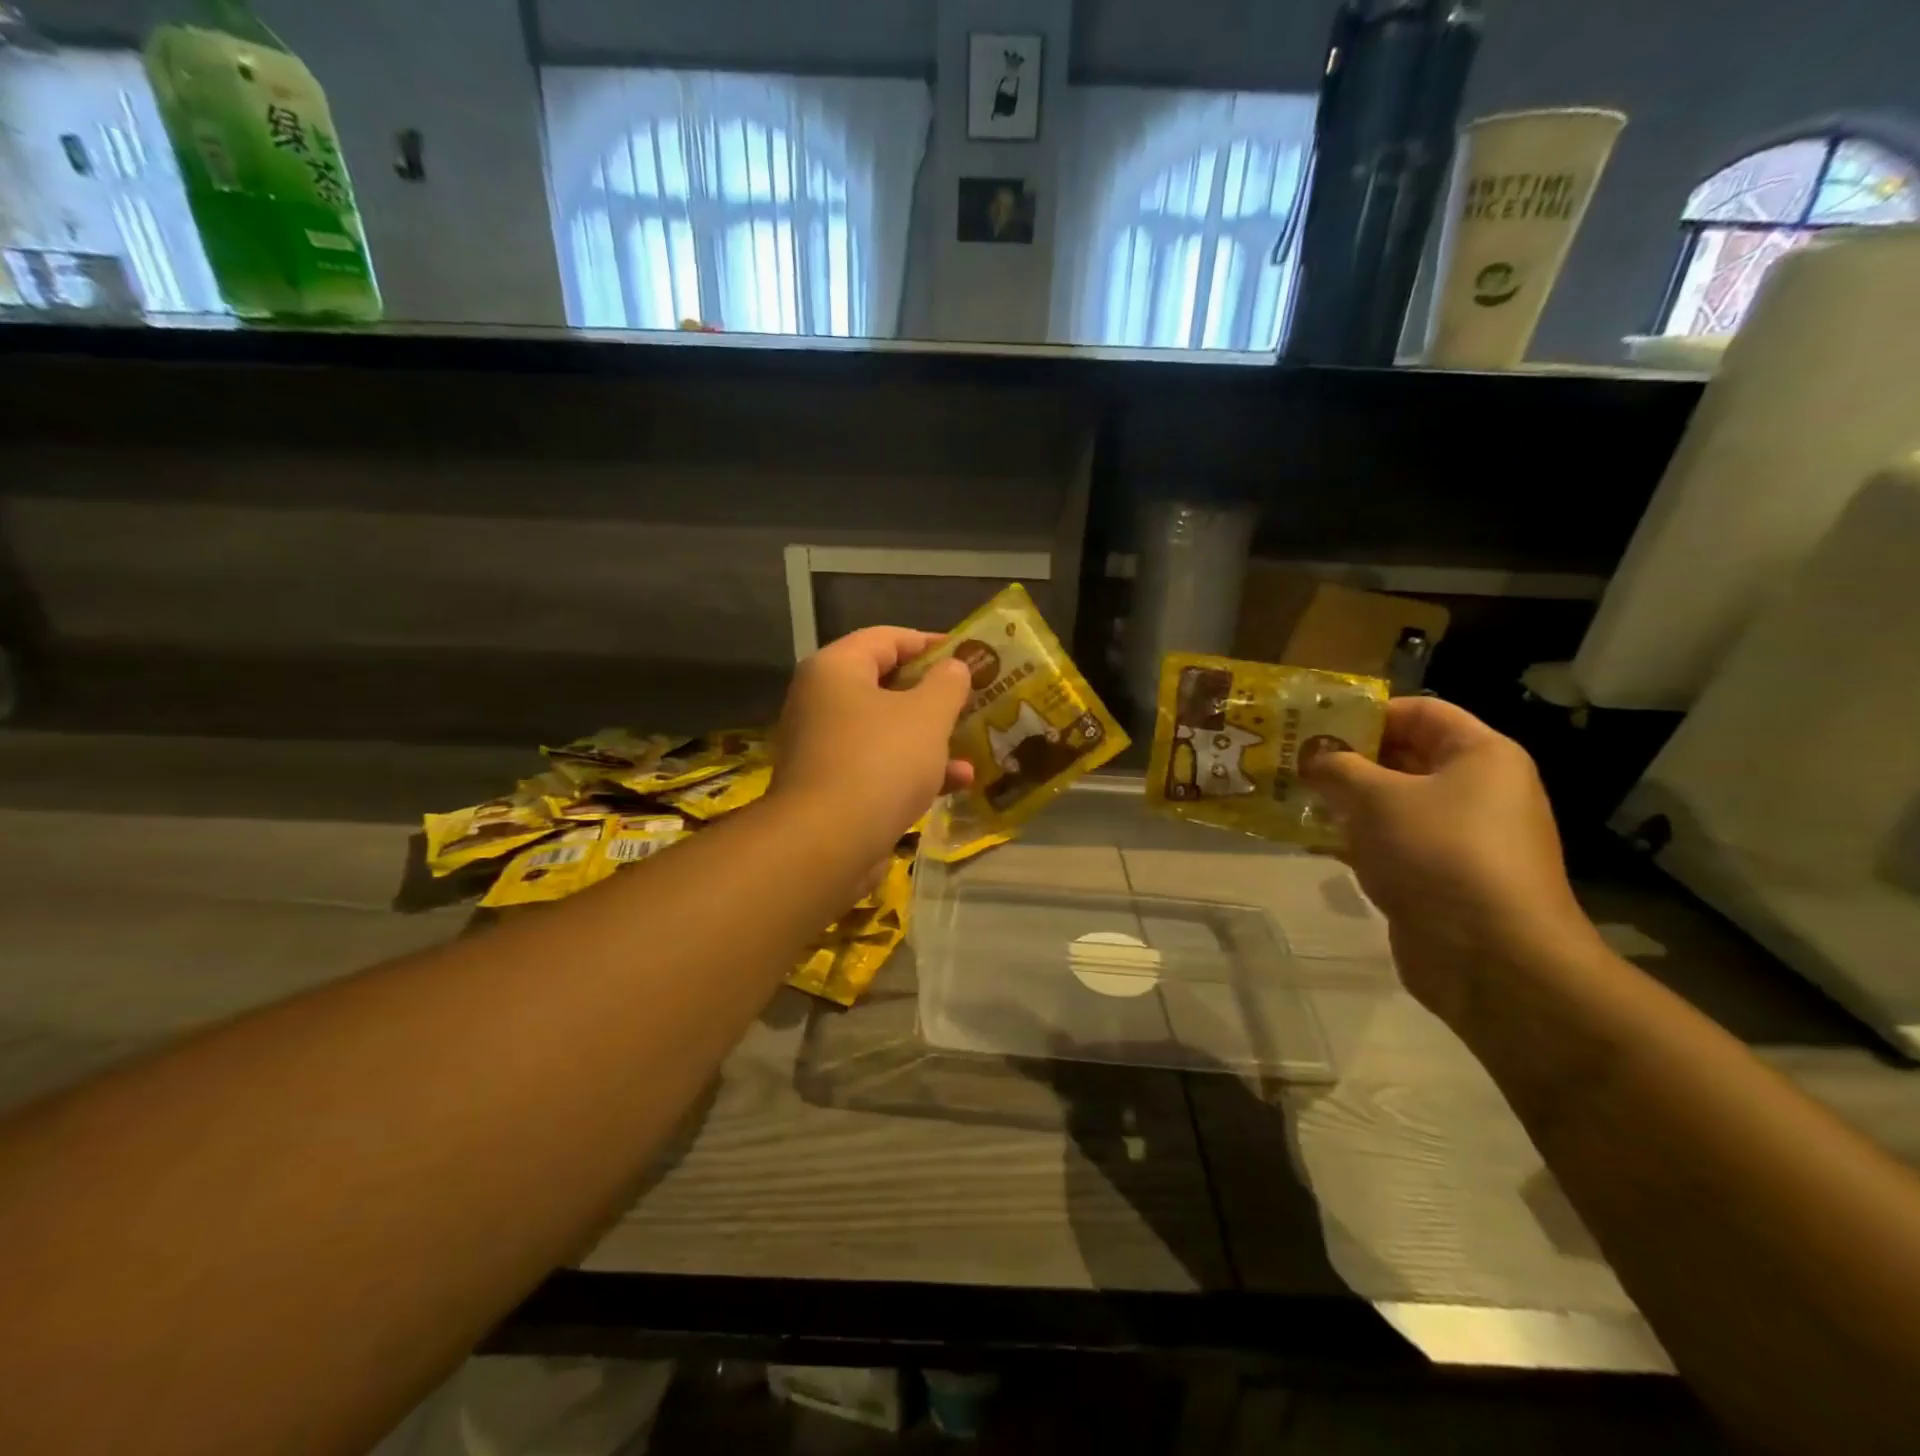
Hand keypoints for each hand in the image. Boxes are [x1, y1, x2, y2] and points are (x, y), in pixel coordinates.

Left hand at [771, 627, 975, 860]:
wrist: (826, 844)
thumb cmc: (880, 762)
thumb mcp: (927, 715)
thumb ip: (948, 684)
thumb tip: (955, 667)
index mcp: (836, 668)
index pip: (887, 638)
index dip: (932, 643)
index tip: (970, 655)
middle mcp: (822, 701)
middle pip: (886, 684)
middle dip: (935, 695)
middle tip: (975, 698)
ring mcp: (824, 746)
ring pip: (887, 729)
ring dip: (931, 737)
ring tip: (974, 744)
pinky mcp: (832, 786)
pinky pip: (880, 765)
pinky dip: (914, 769)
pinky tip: (957, 783)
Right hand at [1301, 697, 1602, 1022]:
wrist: (1492, 958)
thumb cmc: (1438, 853)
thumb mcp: (1376, 798)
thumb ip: (1337, 769)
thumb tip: (1313, 759)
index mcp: (1480, 755)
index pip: (1420, 711)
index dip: (1367, 712)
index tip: (1314, 723)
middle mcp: (1479, 790)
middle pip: (1406, 757)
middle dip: (1348, 758)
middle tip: (1293, 759)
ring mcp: (1463, 838)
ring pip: (1395, 804)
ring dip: (1346, 801)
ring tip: (1292, 796)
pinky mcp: (1443, 878)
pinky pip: (1394, 844)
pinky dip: (1357, 839)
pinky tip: (1313, 840)